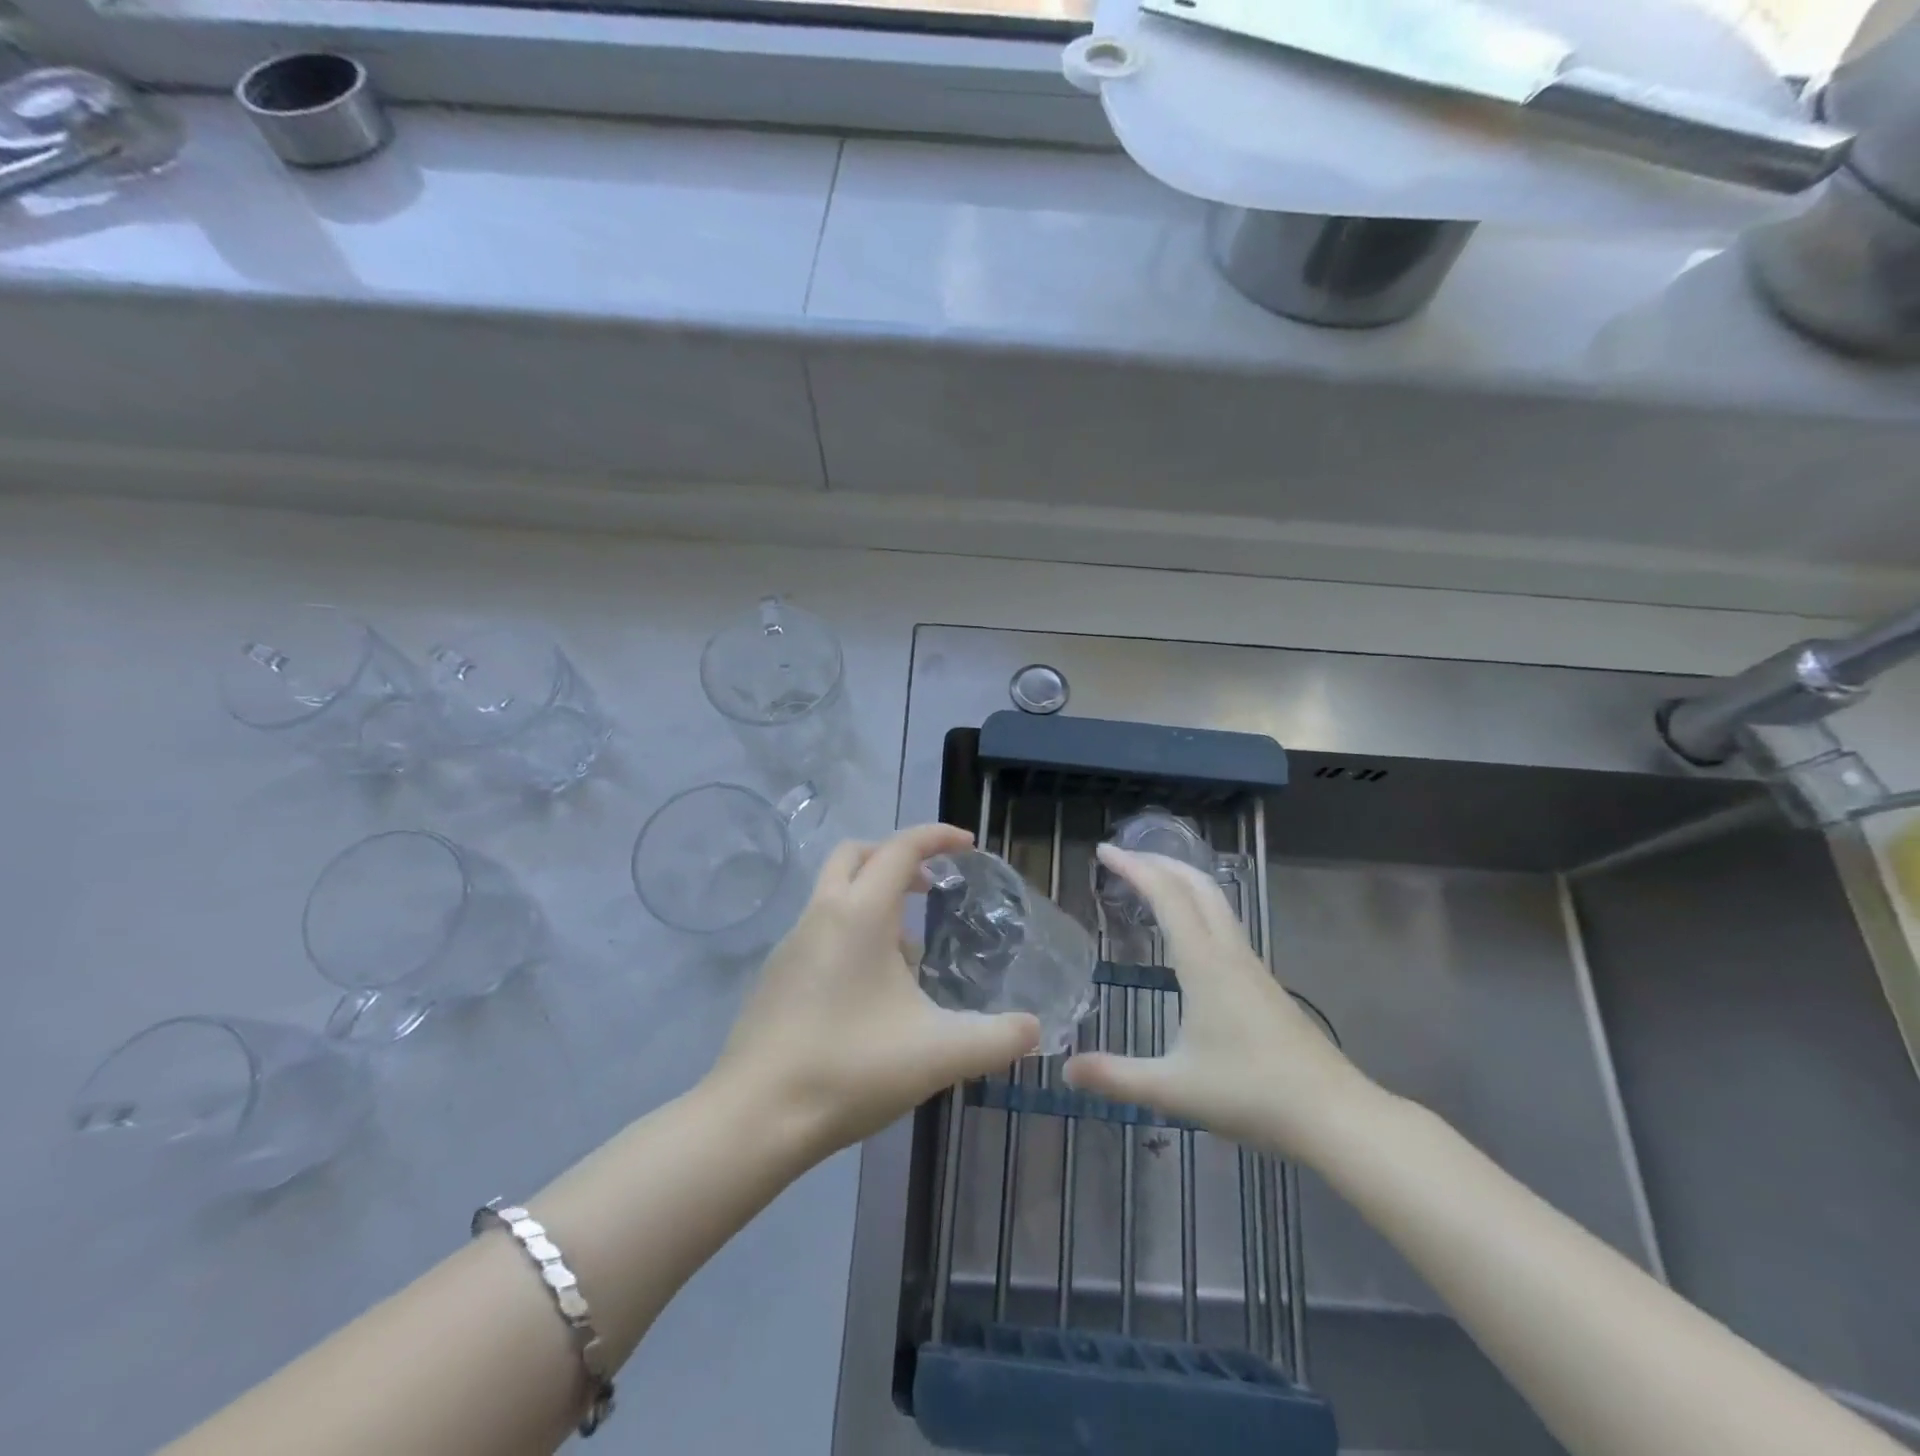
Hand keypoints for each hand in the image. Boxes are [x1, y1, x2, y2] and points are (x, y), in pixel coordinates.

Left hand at [712, 823, 1040, 1156]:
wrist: (754, 1118)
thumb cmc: (850, 1069)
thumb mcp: (938, 1055)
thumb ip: (996, 1040)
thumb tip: (1034, 1030)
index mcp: (859, 914)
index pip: (900, 849)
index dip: (937, 837)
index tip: (968, 846)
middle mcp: (820, 914)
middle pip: (856, 855)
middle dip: (895, 857)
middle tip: (930, 886)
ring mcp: (790, 945)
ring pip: (834, 894)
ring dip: (873, 900)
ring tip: (910, 952)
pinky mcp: (775, 976)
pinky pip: (820, 929)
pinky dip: (851, 932)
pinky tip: (872, 991)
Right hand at [1064, 846, 1380, 1161]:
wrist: (1334, 1113)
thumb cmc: (1251, 1093)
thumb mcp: (1173, 1089)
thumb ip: (1116, 1077)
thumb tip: (1066, 1070)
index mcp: (1204, 963)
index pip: (1166, 895)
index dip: (1133, 868)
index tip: (1103, 851)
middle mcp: (1229, 952)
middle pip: (1196, 884)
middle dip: (1159, 861)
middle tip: (1123, 857)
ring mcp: (1251, 966)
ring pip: (1216, 901)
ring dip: (1181, 880)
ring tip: (1151, 883)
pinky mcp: (1263, 983)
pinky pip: (1225, 923)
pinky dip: (1197, 906)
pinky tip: (1187, 934)